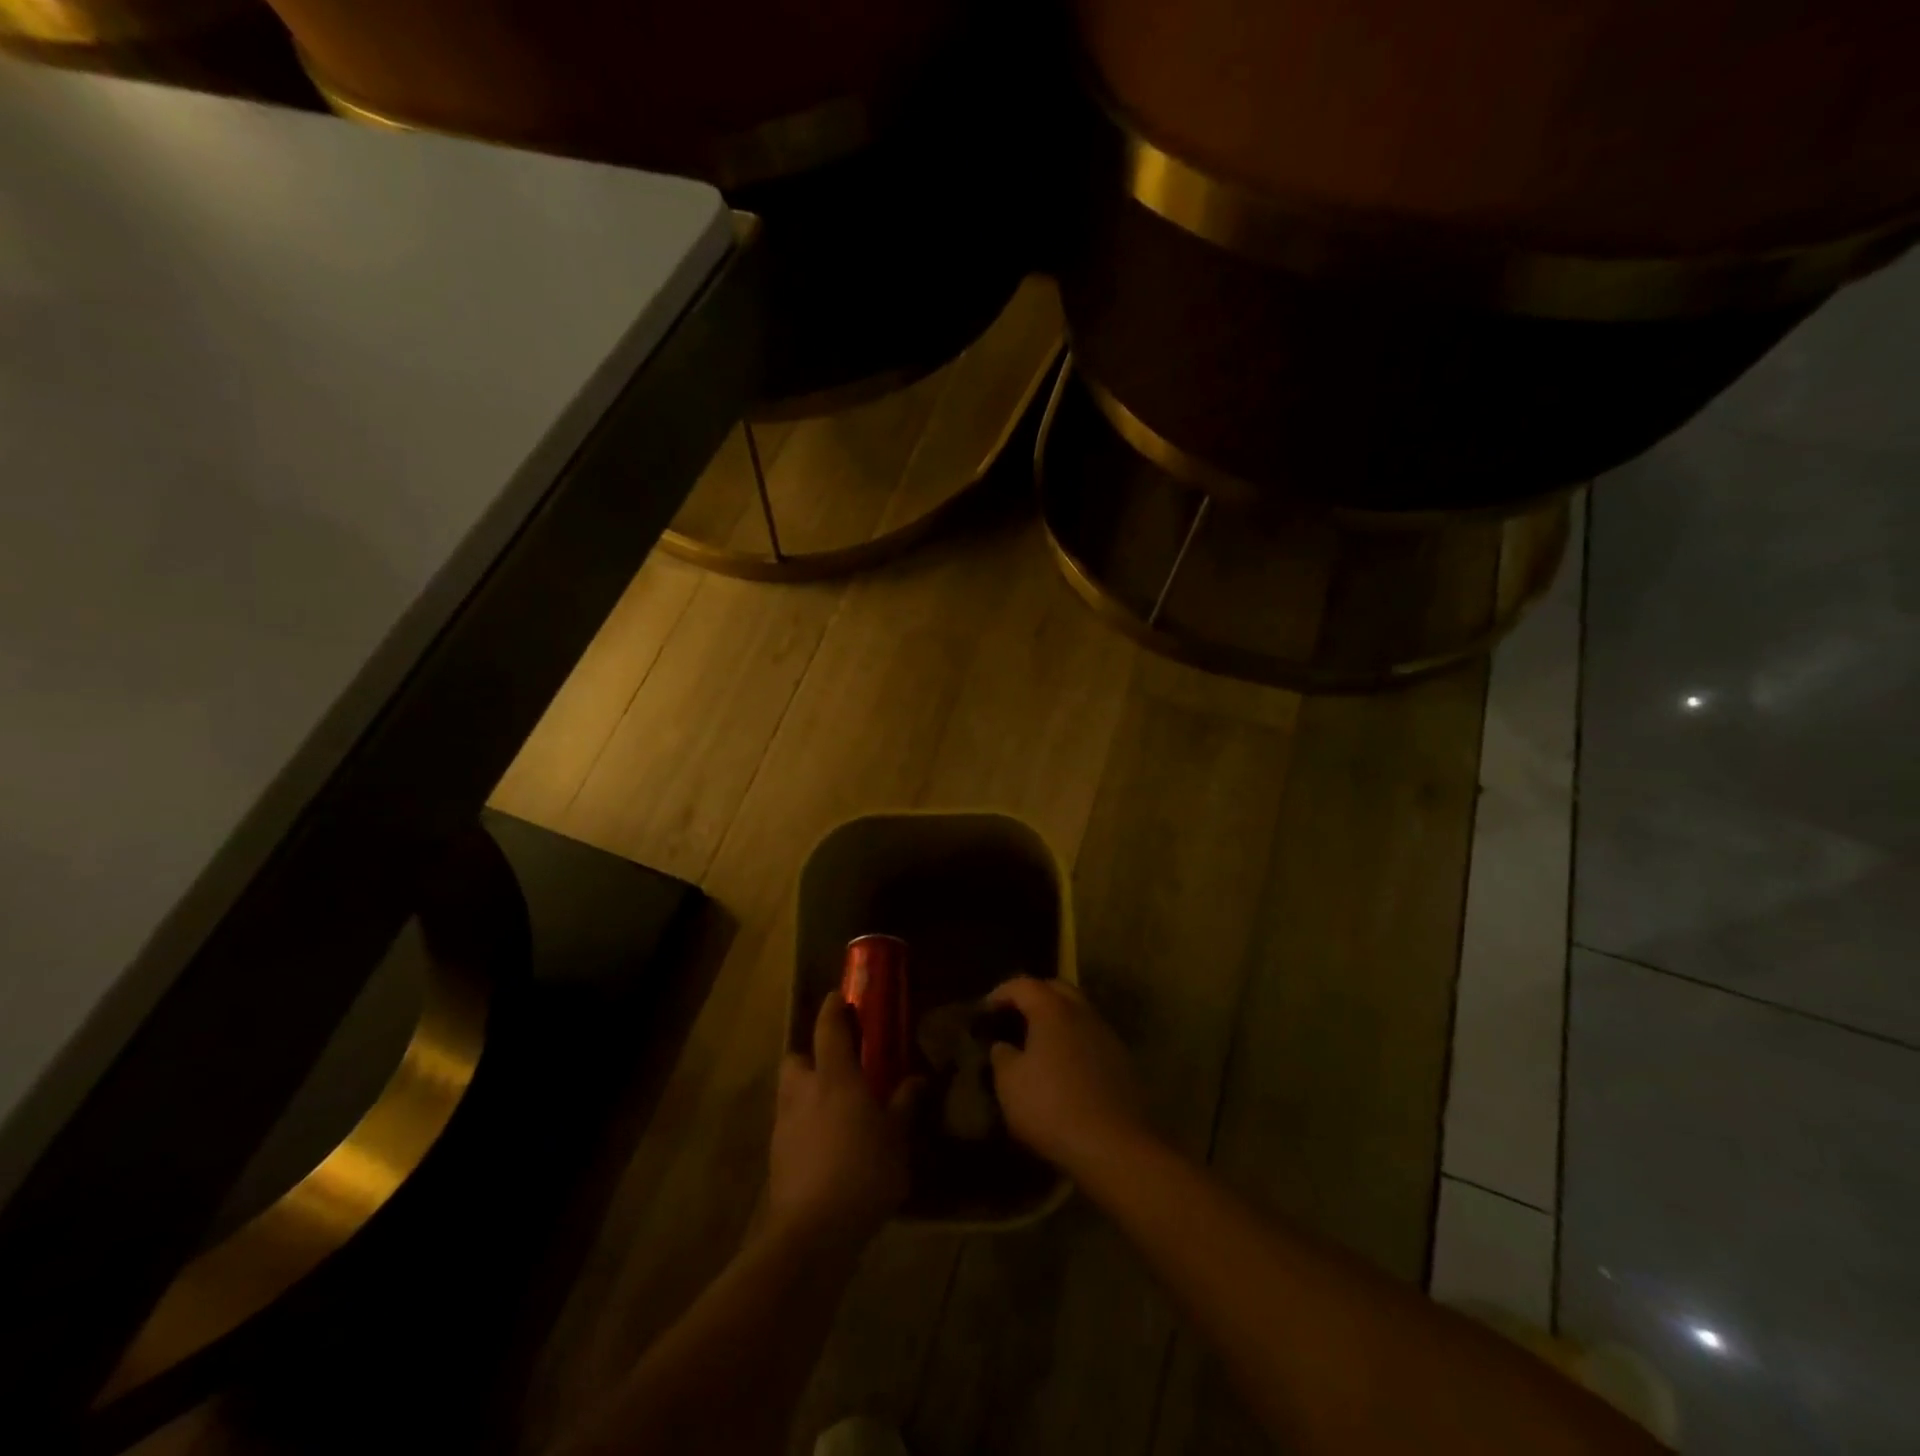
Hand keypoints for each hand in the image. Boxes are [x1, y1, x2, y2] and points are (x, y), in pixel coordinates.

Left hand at [770, 992, 917, 1247]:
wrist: (813, 1232)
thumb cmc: (863, 1172)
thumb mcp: (897, 1138)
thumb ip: (904, 1105)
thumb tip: (917, 1079)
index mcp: (835, 1077)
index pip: (828, 1029)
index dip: (833, 1009)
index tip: (839, 997)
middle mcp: (804, 1092)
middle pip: (796, 1058)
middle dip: (810, 1055)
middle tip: (835, 1065)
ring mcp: (785, 1126)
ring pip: (789, 1093)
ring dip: (805, 1092)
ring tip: (832, 1109)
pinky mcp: (777, 1158)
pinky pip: (789, 1127)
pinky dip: (803, 1127)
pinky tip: (824, 1147)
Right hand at [984, 977, 1150, 1174]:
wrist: (1113, 1146)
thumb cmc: (1052, 1107)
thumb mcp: (1009, 1084)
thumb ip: (1001, 1056)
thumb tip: (1003, 1046)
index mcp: (1052, 1010)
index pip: (1023, 985)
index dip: (1000, 993)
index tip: (985, 1011)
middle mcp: (1082, 1012)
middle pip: (1056, 988)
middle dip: (1033, 996)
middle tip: (1014, 1017)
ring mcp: (1106, 1035)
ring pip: (1078, 1011)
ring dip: (1057, 1018)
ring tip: (1038, 1042)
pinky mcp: (1122, 1060)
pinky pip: (1091, 1036)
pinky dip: (1074, 1040)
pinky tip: (1064, 1066)